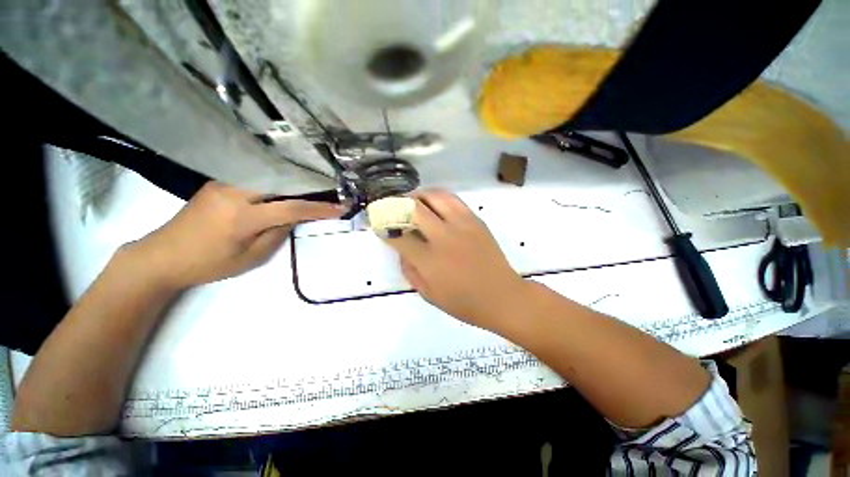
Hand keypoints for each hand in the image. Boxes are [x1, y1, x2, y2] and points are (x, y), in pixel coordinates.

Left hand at [127, 182, 342, 289]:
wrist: (162, 255)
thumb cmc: (208, 264)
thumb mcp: (250, 257)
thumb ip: (277, 233)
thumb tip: (295, 216)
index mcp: (242, 216)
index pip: (291, 208)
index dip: (319, 208)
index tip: (341, 207)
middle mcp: (234, 192)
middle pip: (282, 182)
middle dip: (309, 186)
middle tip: (331, 190)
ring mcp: (224, 183)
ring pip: (270, 177)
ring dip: (294, 182)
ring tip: (314, 187)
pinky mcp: (219, 182)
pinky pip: (256, 178)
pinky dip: (277, 182)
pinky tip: (287, 186)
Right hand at [383, 189, 528, 328]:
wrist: (502, 297)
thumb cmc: (464, 302)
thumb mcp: (429, 294)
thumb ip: (410, 270)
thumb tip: (401, 249)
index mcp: (430, 260)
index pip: (399, 236)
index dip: (385, 228)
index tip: (379, 225)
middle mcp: (444, 237)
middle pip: (414, 209)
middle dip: (397, 205)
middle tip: (393, 208)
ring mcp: (462, 225)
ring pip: (435, 196)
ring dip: (419, 196)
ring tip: (413, 202)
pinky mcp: (475, 220)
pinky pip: (453, 200)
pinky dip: (438, 198)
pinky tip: (435, 205)